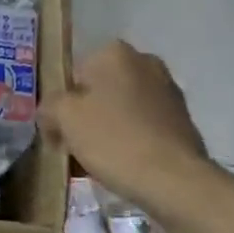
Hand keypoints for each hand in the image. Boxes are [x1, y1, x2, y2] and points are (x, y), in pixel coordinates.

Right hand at [39, 40, 226, 213]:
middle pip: (100, 89)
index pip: (74, 74)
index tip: (60, 131)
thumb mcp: (64, 118)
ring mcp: (168, 89)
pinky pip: (144, 124)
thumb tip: (51, 114)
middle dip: (87, 113)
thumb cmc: (113, 140)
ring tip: (100, 159)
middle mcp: (144, 61)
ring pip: (122, 107)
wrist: (174, 180)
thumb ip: (49, 107)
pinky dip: (132, 138)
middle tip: (77, 145)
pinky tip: (126, 163)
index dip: (62, 104)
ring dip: (109, 126)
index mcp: (114, 52)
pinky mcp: (183, 118)